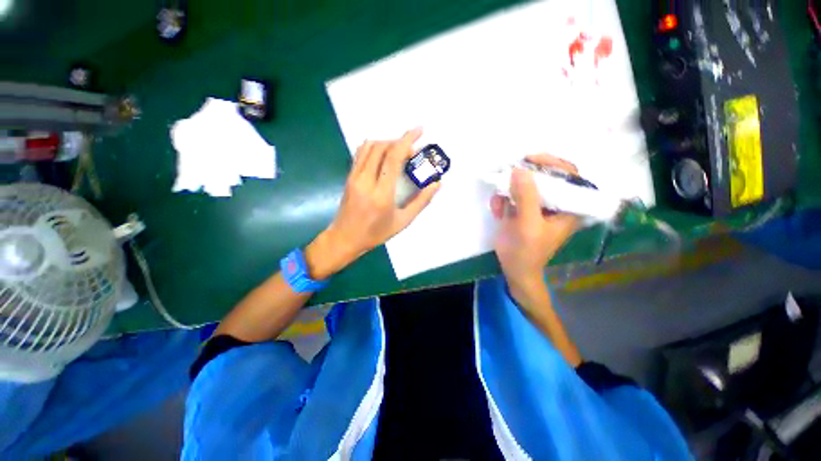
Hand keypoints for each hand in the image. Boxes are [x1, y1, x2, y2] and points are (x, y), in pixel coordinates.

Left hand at [305, 128, 439, 278]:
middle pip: (382, 147)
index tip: (419, 131)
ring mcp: (354, 177)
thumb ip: (421, 202)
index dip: (407, 140)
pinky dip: (374, 147)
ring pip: (370, 146)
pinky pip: (361, 153)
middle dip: (399, 142)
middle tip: (412, 151)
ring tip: (399, 152)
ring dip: (387, 143)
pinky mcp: (349, 176)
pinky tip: (384, 154)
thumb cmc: (376, 233)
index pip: (393, 157)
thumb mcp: (403, 221)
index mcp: (381, 194)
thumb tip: (437, 184)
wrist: (345, 238)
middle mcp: (366, 180)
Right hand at [490, 154, 579, 297]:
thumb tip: (520, 169)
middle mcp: (556, 203)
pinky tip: (496, 212)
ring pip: (524, 185)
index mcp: (569, 207)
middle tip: (507, 174)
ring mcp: (537, 206)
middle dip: (523, 178)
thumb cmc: (527, 251)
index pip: (569, 175)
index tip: (530, 160)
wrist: (514, 269)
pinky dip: (502, 200)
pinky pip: (512, 195)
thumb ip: (526, 197)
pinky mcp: (522, 210)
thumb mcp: (528, 224)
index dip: (552, 163)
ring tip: (499, 205)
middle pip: (544, 177)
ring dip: (508, 192)